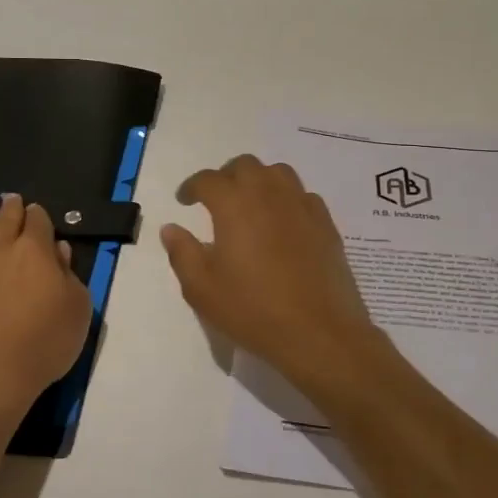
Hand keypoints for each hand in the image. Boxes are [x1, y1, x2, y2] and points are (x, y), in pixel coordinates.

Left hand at [0, 194, 91, 426]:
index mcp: (36, 252)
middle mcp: (0, 252)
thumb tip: (59, 250)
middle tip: (11, 198)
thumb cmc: (45, 343)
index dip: (39, 215)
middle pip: (6, 221)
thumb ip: (69, 275)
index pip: (39, 222)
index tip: (38, 212)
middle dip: (10, 208)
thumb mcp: (77, 309)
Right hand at [161, 155, 384, 390]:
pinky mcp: (326, 223)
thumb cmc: (253, 310)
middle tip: (216, 200)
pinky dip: (286, 199)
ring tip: (250, 204)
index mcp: (235, 204)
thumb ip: (182, 252)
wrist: (319, 332)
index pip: (208, 179)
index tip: (184, 201)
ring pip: (278, 173)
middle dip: (226, 176)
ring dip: (259, 180)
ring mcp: (302, 206)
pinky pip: (302, 195)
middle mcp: (269, 194)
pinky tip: (282, 222)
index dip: (192, 187)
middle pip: (245, 166)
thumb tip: (171, 228)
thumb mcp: (202, 289)